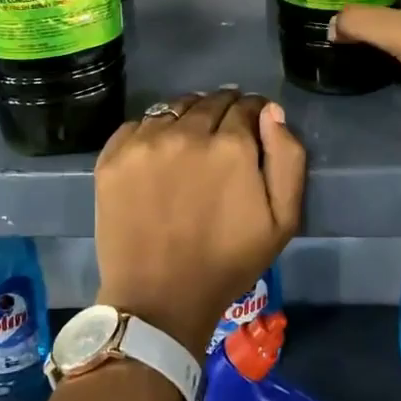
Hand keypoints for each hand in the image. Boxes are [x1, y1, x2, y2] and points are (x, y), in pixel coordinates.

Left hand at [93, 89, 304, 358]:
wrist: (159, 299)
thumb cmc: (227, 263)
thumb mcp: (282, 220)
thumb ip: (287, 158)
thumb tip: (271, 112)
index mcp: (231, 145)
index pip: (246, 105)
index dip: (253, 113)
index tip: (252, 126)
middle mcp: (186, 132)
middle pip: (210, 101)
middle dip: (223, 110)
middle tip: (223, 134)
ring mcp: (145, 142)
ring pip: (174, 108)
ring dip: (188, 116)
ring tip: (190, 139)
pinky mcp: (113, 156)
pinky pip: (139, 124)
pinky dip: (153, 131)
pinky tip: (158, 153)